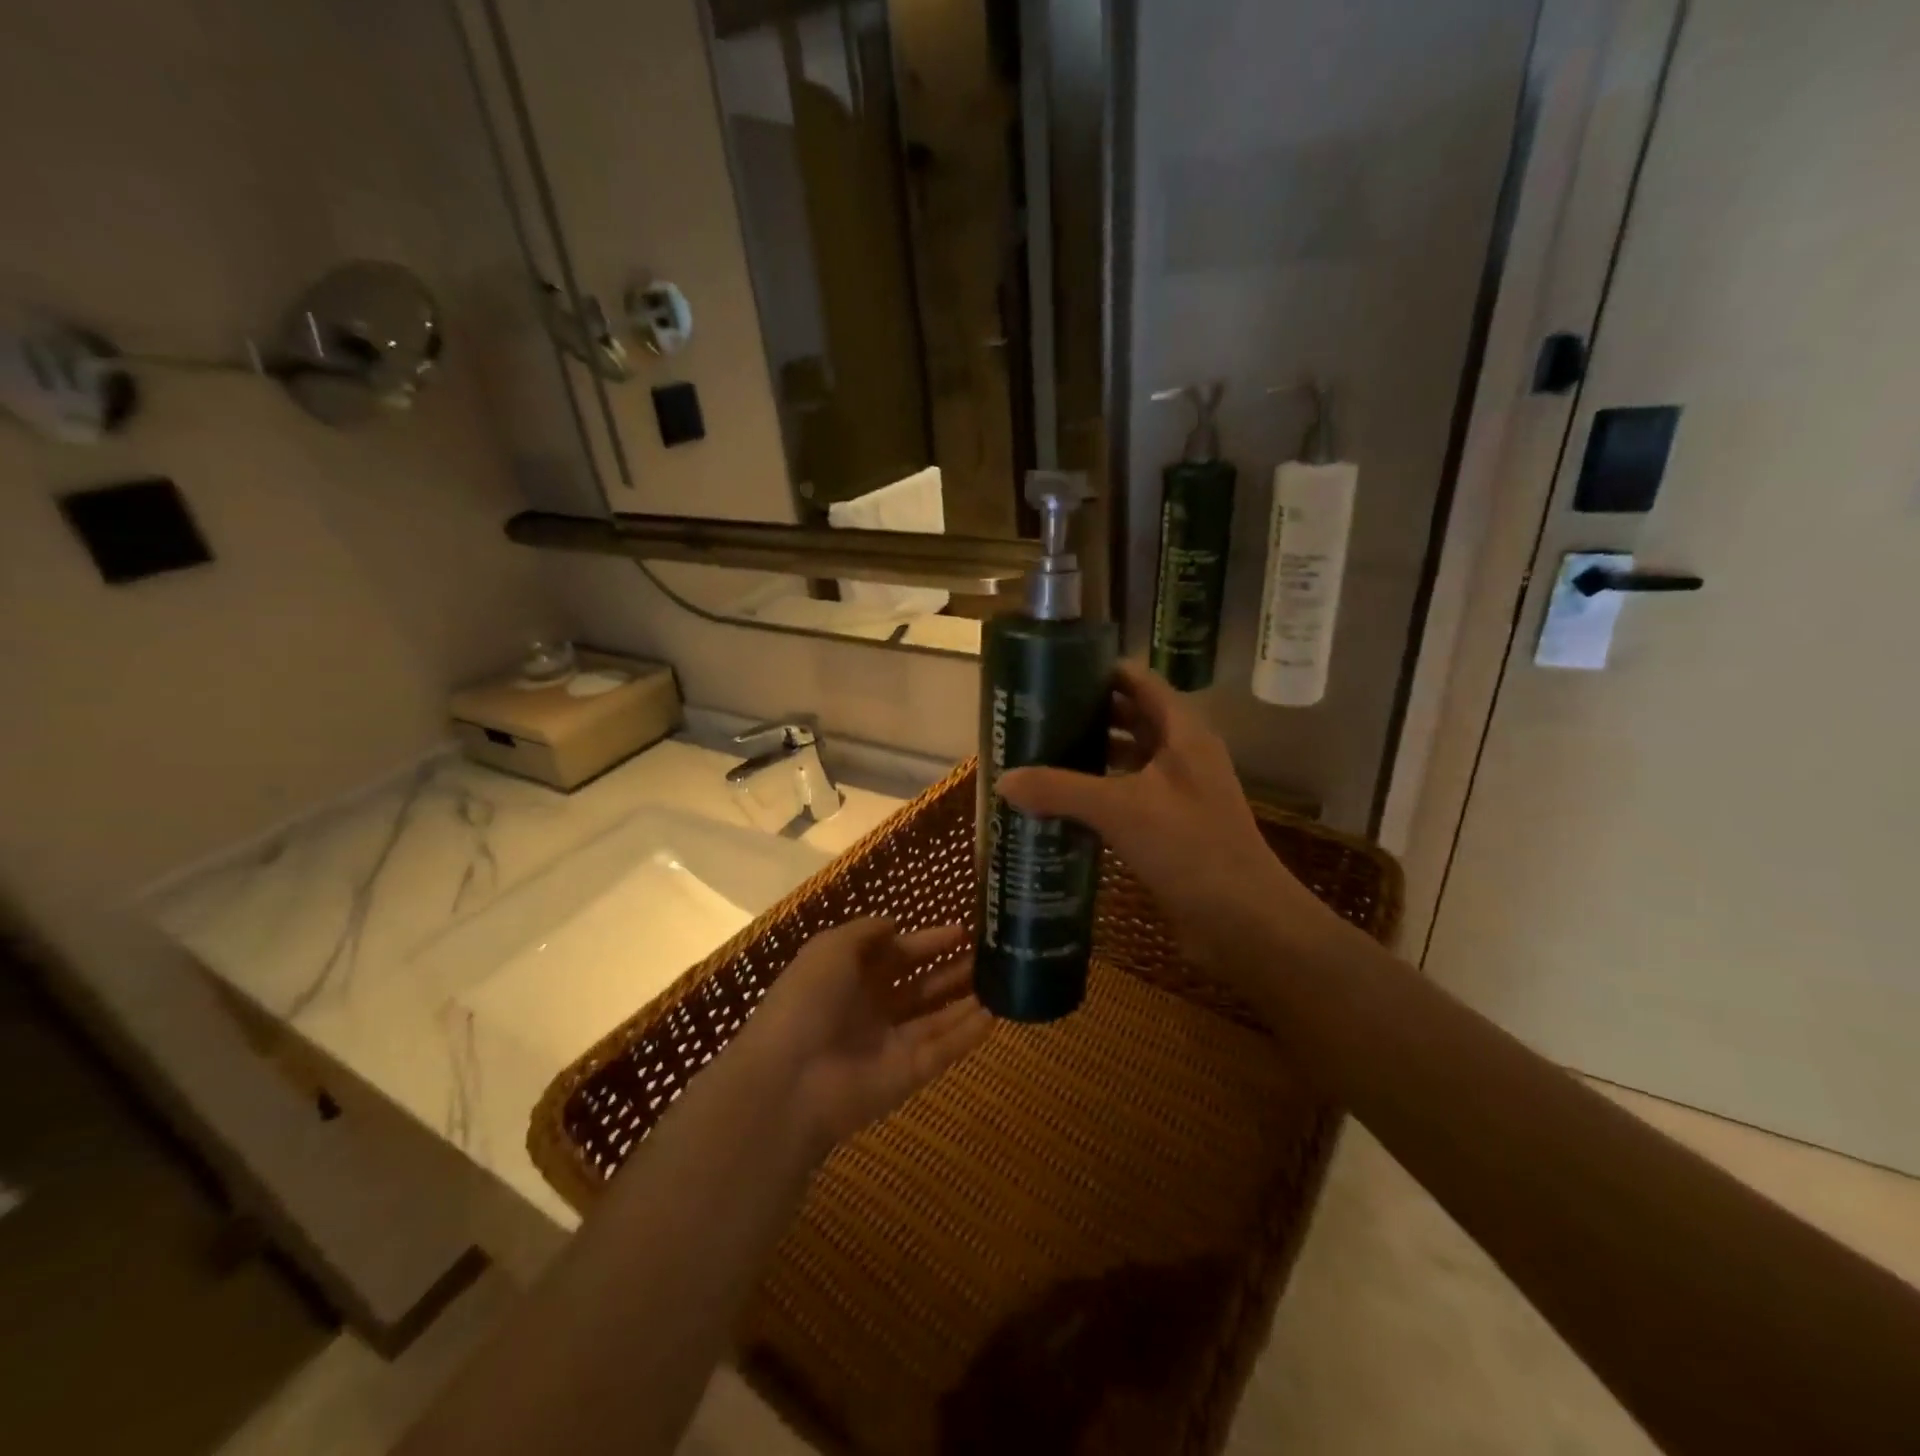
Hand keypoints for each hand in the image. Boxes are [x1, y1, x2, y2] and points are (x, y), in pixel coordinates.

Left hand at [743, 920, 991, 1152]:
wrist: (789, 1079)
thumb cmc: (807, 1001)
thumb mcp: (830, 949)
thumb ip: (865, 932)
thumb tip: (894, 924)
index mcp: (849, 977)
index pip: (896, 954)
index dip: (927, 942)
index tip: (962, 931)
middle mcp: (871, 1009)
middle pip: (920, 987)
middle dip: (952, 970)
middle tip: (991, 955)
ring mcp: (890, 1044)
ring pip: (936, 1019)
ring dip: (966, 1000)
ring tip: (1003, 980)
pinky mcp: (907, 1076)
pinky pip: (943, 1050)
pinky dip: (967, 1035)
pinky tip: (995, 1016)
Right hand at [996, 662, 1339, 980]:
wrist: (1243, 921)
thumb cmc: (1189, 847)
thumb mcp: (1119, 809)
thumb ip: (1060, 789)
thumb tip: (1002, 780)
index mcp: (1183, 732)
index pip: (1140, 682)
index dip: (1102, 670)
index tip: (1055, 669)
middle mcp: (1184, 754)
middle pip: (1133, 718)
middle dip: (1089, 713)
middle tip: (1038, 714)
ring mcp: (1180, 792)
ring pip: (1130, 760)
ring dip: (1093, 755)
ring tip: (1043, 753)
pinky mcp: (1172, 827)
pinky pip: (1129, 796)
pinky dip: (1100, 793)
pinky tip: (1065, 803)